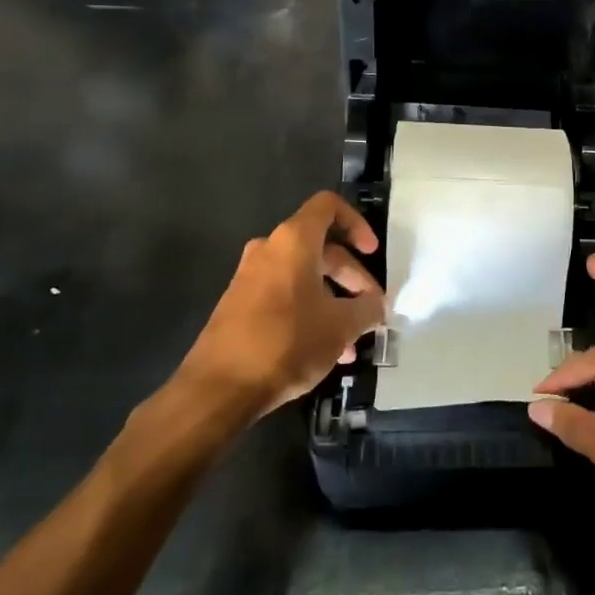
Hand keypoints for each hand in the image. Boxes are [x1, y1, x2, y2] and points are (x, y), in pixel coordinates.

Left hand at [170, 192, 384, 424]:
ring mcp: (250, 278)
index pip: (329, 206)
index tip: (372, 253)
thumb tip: (377, 306)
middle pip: (322, 248)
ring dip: (334, 301)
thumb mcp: (341, 326)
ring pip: (304, 277)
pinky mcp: (239, 306)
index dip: (357, 223)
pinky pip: (285, 296)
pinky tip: (327, 351)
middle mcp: (269, 250)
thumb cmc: (287, 343)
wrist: (218, 388)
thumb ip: (367, 309)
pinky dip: (310, 312)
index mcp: (294, 241)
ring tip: (353, 340)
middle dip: (352, 277)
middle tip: (372, 309)